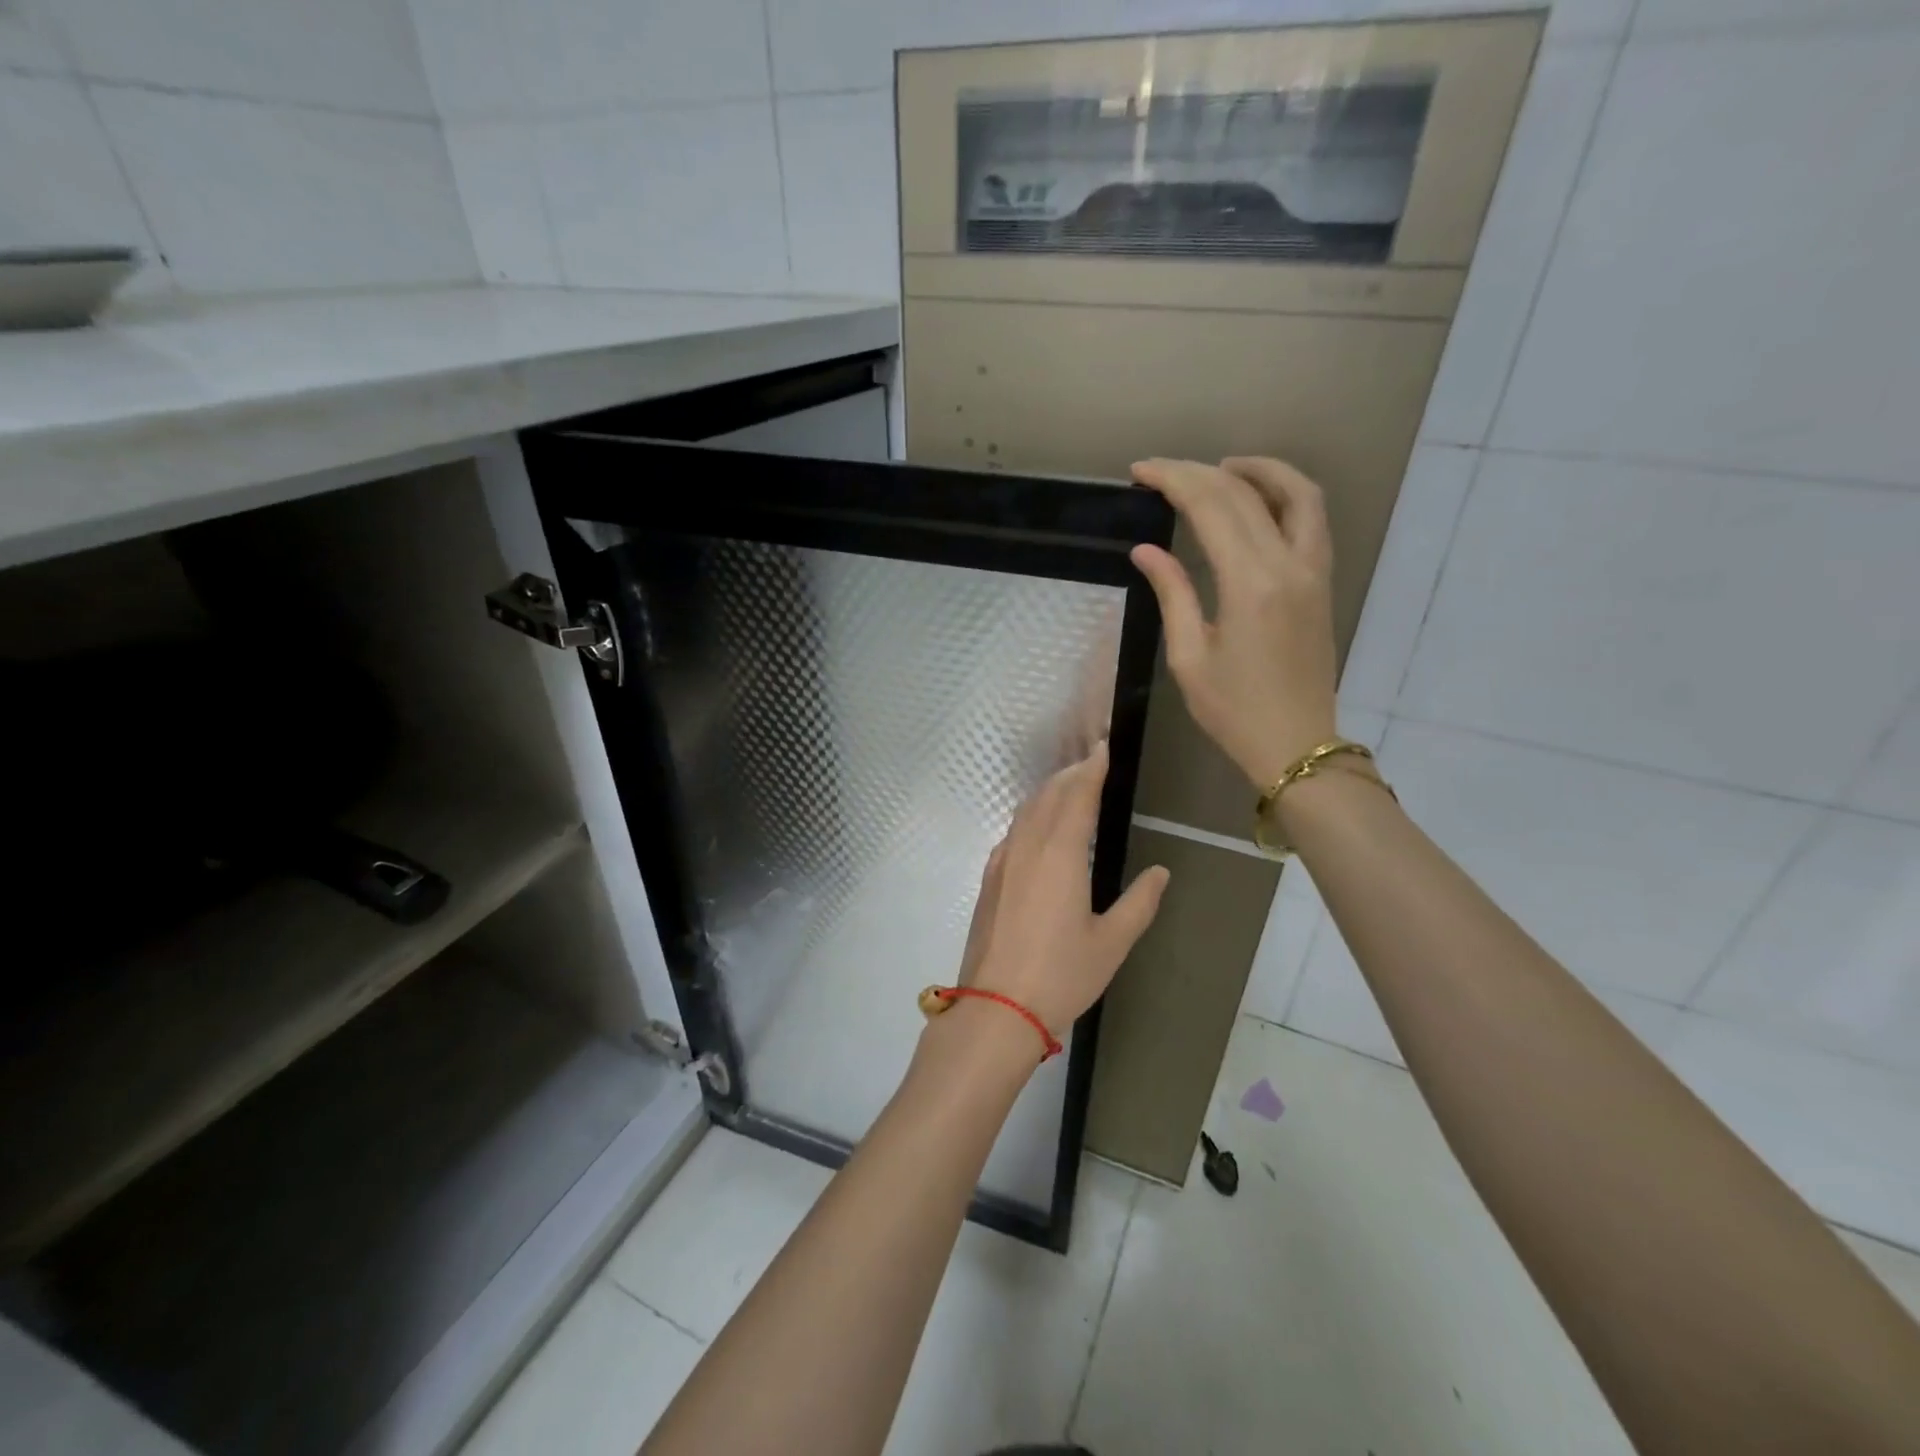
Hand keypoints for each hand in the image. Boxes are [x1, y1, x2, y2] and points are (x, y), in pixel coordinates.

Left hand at [953, 742, 1169, 1039]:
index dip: (1092, 768)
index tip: (1103, 746)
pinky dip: (1030, 816)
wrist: (997, 1007)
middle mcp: (1028, 846)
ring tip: (1069, 787)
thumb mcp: (1112, 943)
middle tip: (1092, 761)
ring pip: (1026, 811)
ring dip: (1049, 792)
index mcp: (1061, 854)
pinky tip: (1039, 829)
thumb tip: (1161, 872)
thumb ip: (1139, 902)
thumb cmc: (1061, 975)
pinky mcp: (990, 878)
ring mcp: (1003, 861)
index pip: (1078, 795)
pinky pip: (1013, 831)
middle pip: (1049, 795)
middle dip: (1072, 774)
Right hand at [1128, 457, 1338, 790]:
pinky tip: (1256, 500)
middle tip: (1160, 471)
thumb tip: (1146, 550)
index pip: (1212, 507)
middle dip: (1198, 472)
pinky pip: (1311, 518)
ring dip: (1256, 470)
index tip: (1140, 472)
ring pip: (1296, 493)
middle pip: (1245, 493)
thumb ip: (1172, 594)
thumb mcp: (1190, 657)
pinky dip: (1284, 493)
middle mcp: (1289, 564)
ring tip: (1217, 468)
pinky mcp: (1322, 581)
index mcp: (1250, 584)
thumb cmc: (1234, 711)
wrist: (1297, 745)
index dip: (1173, 480)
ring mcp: (1313, 570)